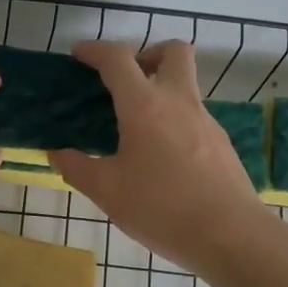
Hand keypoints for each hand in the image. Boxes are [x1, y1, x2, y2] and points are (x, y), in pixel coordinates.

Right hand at [50, 41, 270, 275]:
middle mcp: (178, 102)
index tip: (79, 55)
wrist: (231, 236)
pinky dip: (173, 122)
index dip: (95, 51)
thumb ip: (77, 168)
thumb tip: (57, 153)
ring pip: (185, 86)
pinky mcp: (221, 144)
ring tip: (136, 130)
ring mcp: (205, 121)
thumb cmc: (161, 208)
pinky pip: (193, 117)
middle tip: (126, 82)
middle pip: (172, 52)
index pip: (118, 60)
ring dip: (160, 92)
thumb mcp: (107, 191)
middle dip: (147, 54)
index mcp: (145, 106)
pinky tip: (160, 159)